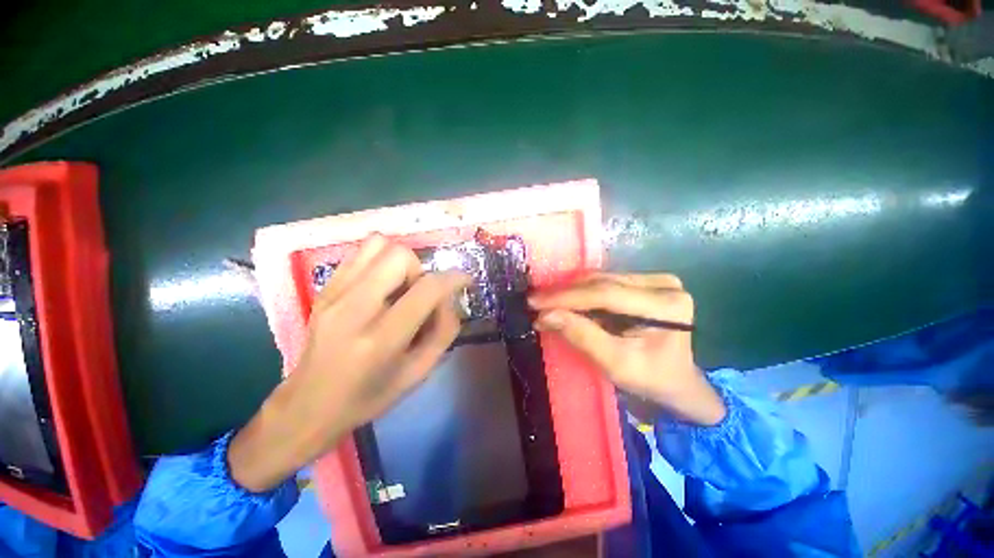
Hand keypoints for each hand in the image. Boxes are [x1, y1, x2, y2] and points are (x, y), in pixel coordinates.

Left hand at [229, 235, 468, 491]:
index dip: (453, 278)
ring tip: (399, 287)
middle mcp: (354, 309)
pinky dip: (380, 261)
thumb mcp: (418, 372)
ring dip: (399, 261)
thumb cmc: (369, 395)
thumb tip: (450, 298)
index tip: (464, 280)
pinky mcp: (323, 289)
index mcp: (382, 339)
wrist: (308, 405)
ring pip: (378, 244)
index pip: (427, 289)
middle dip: (420, 269)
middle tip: (418, 293)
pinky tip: (381, 286)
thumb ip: (444, 331)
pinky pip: (359, 253)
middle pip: (399, 255)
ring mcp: (333, 295)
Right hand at [529, 273, 725, 426]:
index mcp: (666, 306)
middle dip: (565, 294)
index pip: (606, 294)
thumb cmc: (650, 378)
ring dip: (570, 292)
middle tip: (535, 303)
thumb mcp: (615, 364)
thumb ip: (581, 336)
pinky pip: (604, 283)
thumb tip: (545, 315)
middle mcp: (663, 284)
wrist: (676, 380)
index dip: (567, 297)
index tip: (535, 302)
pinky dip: (581, 293)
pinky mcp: (644, 282)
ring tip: (545, 302)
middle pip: (602, 283)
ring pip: (600, 280)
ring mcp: (655, 280)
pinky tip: (564, 300)